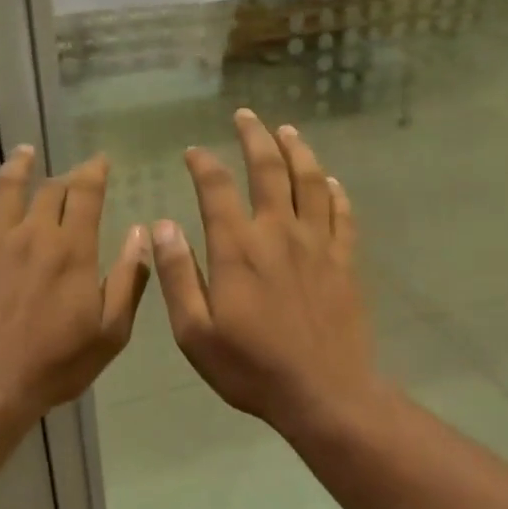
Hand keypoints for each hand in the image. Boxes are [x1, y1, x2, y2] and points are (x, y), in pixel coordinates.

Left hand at [0, 146, 148, 421]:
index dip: (94, 172)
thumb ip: (129, 279)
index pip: (86, 194)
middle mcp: (33, 234)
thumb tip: (140, 234)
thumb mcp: (111, 331)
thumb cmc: (57, 363)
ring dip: (19, 167)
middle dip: (65, 175)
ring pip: (6, 190)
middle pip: (49, 189)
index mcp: (74, 249)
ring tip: (25, 153)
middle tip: (72, 174)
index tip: (100, 161)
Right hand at [152, 109, 380, 432]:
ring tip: (287, 131)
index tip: (194, 152)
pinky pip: (342, 215)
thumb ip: (178, 275)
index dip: (203, 164)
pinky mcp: (345, 262)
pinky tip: (330, 181)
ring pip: (310, 182)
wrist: (323, 392)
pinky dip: (335, 192)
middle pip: (270, 170)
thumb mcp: (195, 332)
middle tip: (247, 116)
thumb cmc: (251, 367)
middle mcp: (279, 233)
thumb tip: (162, 226)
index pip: (216, 188)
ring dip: (298, 151)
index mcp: (238, 248)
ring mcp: (318, 244)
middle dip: (255, 137)